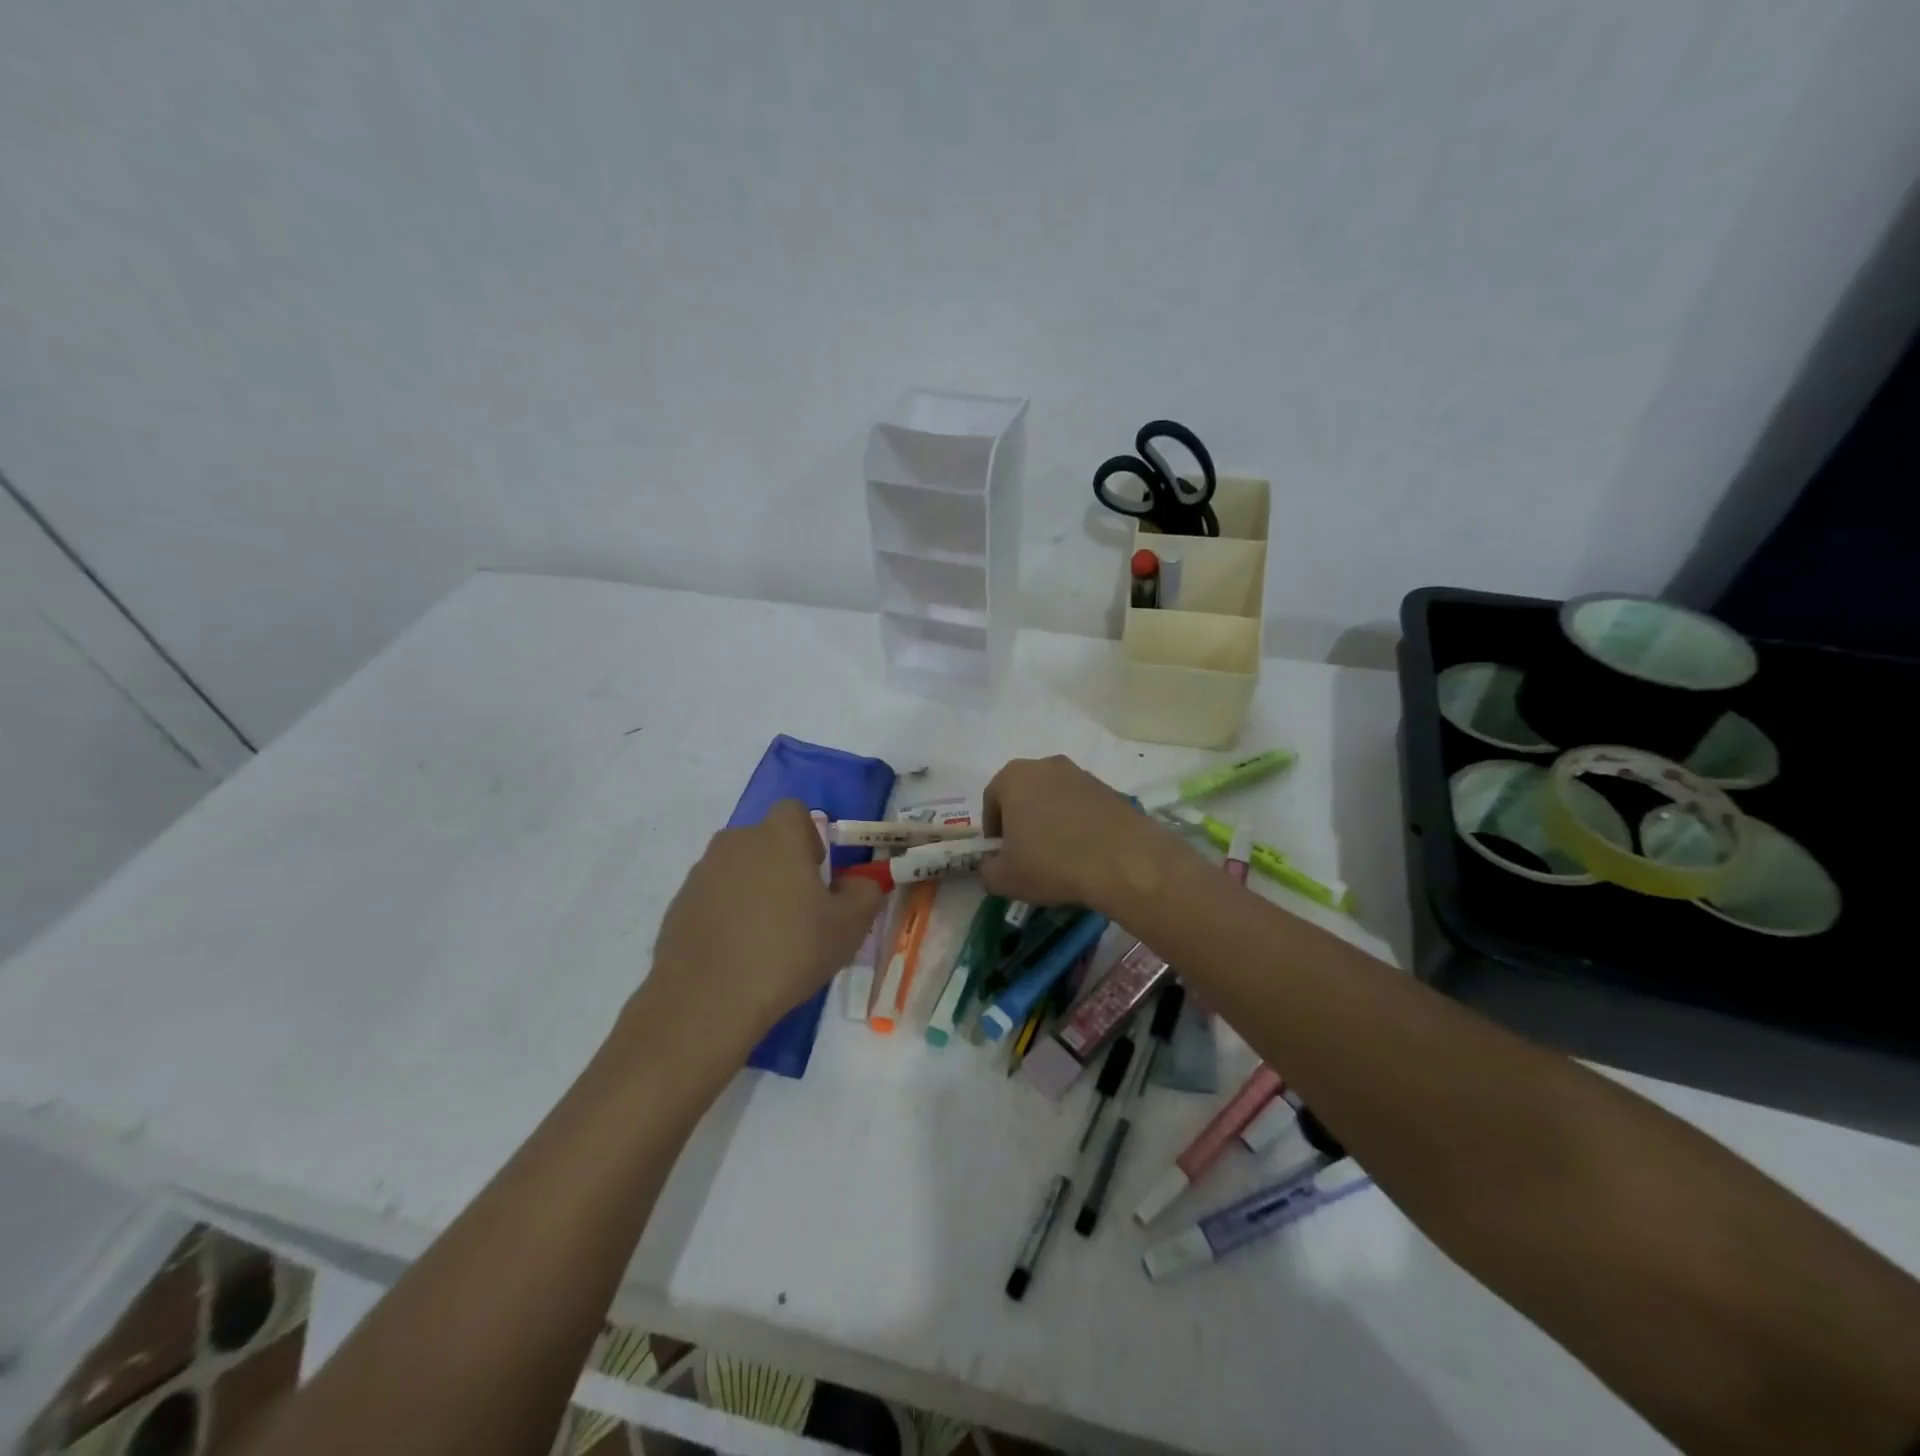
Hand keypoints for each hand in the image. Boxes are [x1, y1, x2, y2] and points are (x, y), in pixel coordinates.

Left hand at [641, 801, 884, 1054]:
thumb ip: (866, 892)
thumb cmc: (788, 951)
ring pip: (738, 869)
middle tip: (799, 911)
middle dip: (783, 866)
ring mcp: (700, 873)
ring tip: (766, 938)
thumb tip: (861, 883)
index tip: (818, 876)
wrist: (706, 1001)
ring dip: (754, 890)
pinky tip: (737, 954)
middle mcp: (735, 842)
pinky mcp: (678, 905)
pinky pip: (713, 898)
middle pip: (766, 841)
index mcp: (777, 836)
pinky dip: (727, 915)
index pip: (796, 811)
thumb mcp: (849, 926)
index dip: (811, 837)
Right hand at [980, 755, 1188, 913]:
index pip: (992, 799)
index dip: (993, 829)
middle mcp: (1046, 765)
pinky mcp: (1110, 789)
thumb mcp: (1004, 878)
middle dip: (1022, 820)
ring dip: (1051, 821)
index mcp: (1014, 776)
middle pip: (1025, 793)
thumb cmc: (1051, 863)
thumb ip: (986, 871)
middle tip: (1026, 853)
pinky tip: (1084, 852)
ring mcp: (1082, 774)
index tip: (1000, 854)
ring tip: (1058, 855)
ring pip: (1055, 798)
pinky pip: (1083, 806)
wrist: (1123, 860)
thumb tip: (990, 867)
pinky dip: (1078, 824)